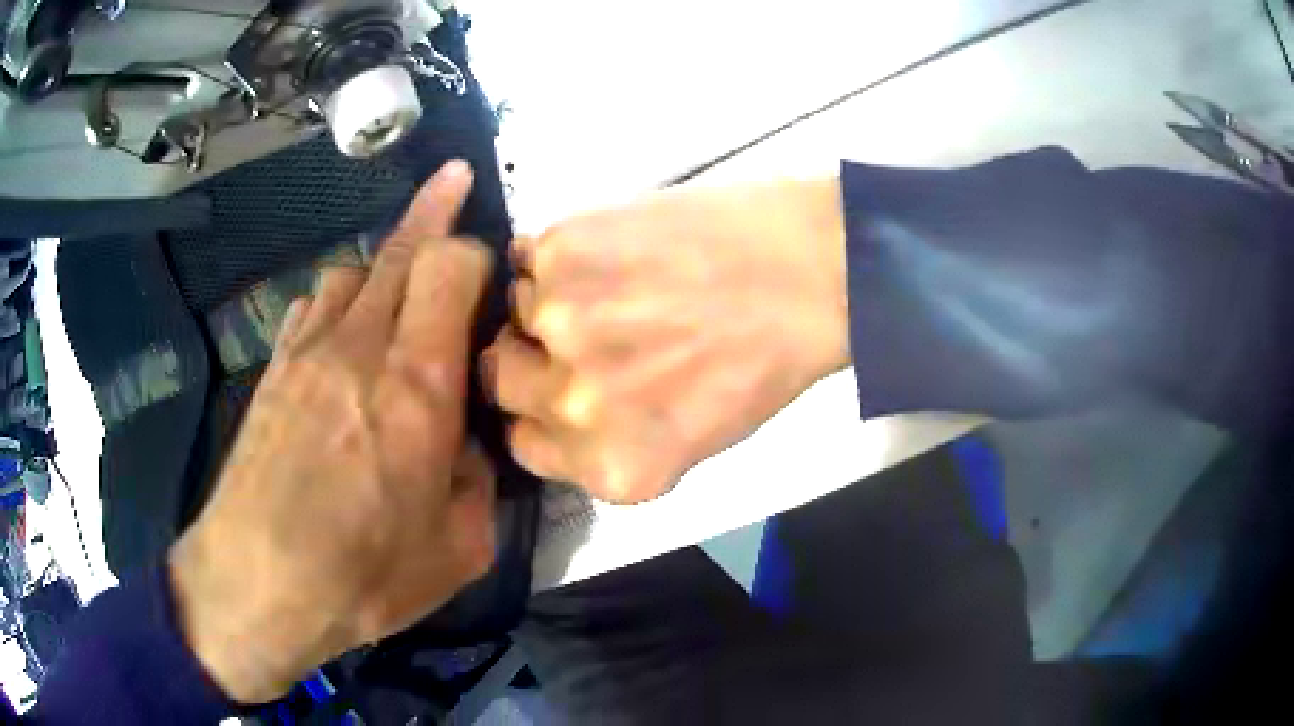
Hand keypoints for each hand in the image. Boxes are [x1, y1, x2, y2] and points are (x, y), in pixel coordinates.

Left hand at [168, 161, 494, 703]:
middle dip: (436, 208)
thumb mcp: (460, 549)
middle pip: (401, 247)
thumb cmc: (364, 576)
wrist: (256, 585)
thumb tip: (466, 444)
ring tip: (397, 293)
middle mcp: (361, 347)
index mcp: (417, 386)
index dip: (477, 256)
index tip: (493, 281)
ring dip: (383, 266)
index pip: (451, 267)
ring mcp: (308, 352)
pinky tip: (343, 331)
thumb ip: (479, 481)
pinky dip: (339, 299)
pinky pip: (312, 305)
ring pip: (351, 269)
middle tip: (455, 179)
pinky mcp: (273, 370)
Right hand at [484, 178, 849, 502]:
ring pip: (514, 310)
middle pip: (499, 378)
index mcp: (611, 466)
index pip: (523, 443)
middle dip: (530, 357)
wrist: (811, 270)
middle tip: (575, 329)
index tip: (553, 386)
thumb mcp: (692, 439)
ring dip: (550, 300)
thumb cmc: (766, 361)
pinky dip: (556, 254)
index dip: (537, 412)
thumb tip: (553, 414)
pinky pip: (526, 256)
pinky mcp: (562, 251)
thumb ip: (610, 441)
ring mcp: (560, 323)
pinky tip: (609, 249)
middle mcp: (573, 406)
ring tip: (615, 283)